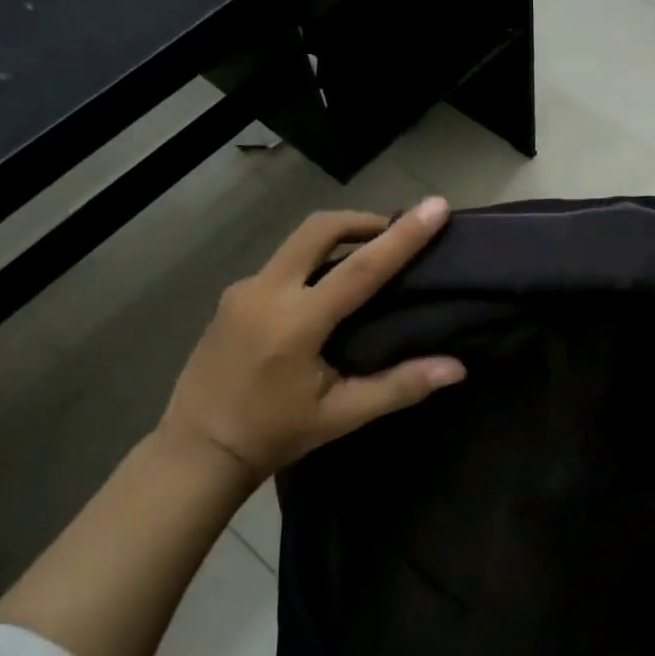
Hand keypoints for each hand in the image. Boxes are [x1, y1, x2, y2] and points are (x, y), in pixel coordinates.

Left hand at [158, 199, 464, 486]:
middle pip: (320, 229)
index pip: (361, 267)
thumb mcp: (341, 416)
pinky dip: (311, 262)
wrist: (198, 449)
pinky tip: (323, 291)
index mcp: (297, 323)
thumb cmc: (274, 434)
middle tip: (394, 231)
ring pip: (296, 242)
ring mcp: (242, 290)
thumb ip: (399, 387)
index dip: (403, 235)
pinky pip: (280, 264)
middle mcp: (266, 292)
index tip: (435, 206)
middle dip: (362, 220)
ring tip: (366, 258)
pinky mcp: (231, 296)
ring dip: (336, 239)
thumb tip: (456, 368)